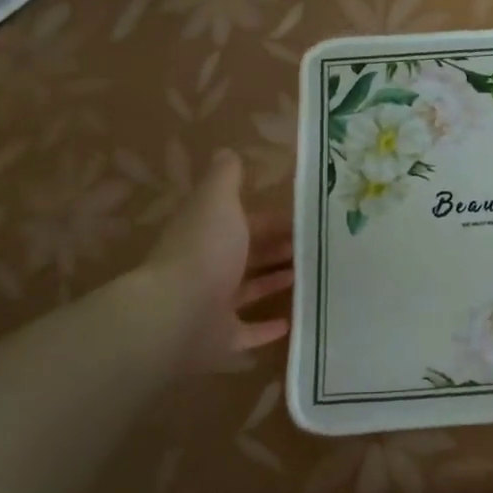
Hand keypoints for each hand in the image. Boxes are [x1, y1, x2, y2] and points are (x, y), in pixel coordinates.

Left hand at [141, 149, 293, 373]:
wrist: (176, 314)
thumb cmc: (204, 251)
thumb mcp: (218, 202)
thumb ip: (225, 179)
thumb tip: (227, 151)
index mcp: (210, 235)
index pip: (246, 223)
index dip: (274, 220)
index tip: (307, 221)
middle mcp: (209, 269)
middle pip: (249, 256)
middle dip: (278, 250)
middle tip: (316, 249)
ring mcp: (214, 307)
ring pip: (249, 292)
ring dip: (275, 283)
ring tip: (309, 277)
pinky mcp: (222, 340)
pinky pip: (249, 333)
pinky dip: (268, 328)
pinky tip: (294, 321)